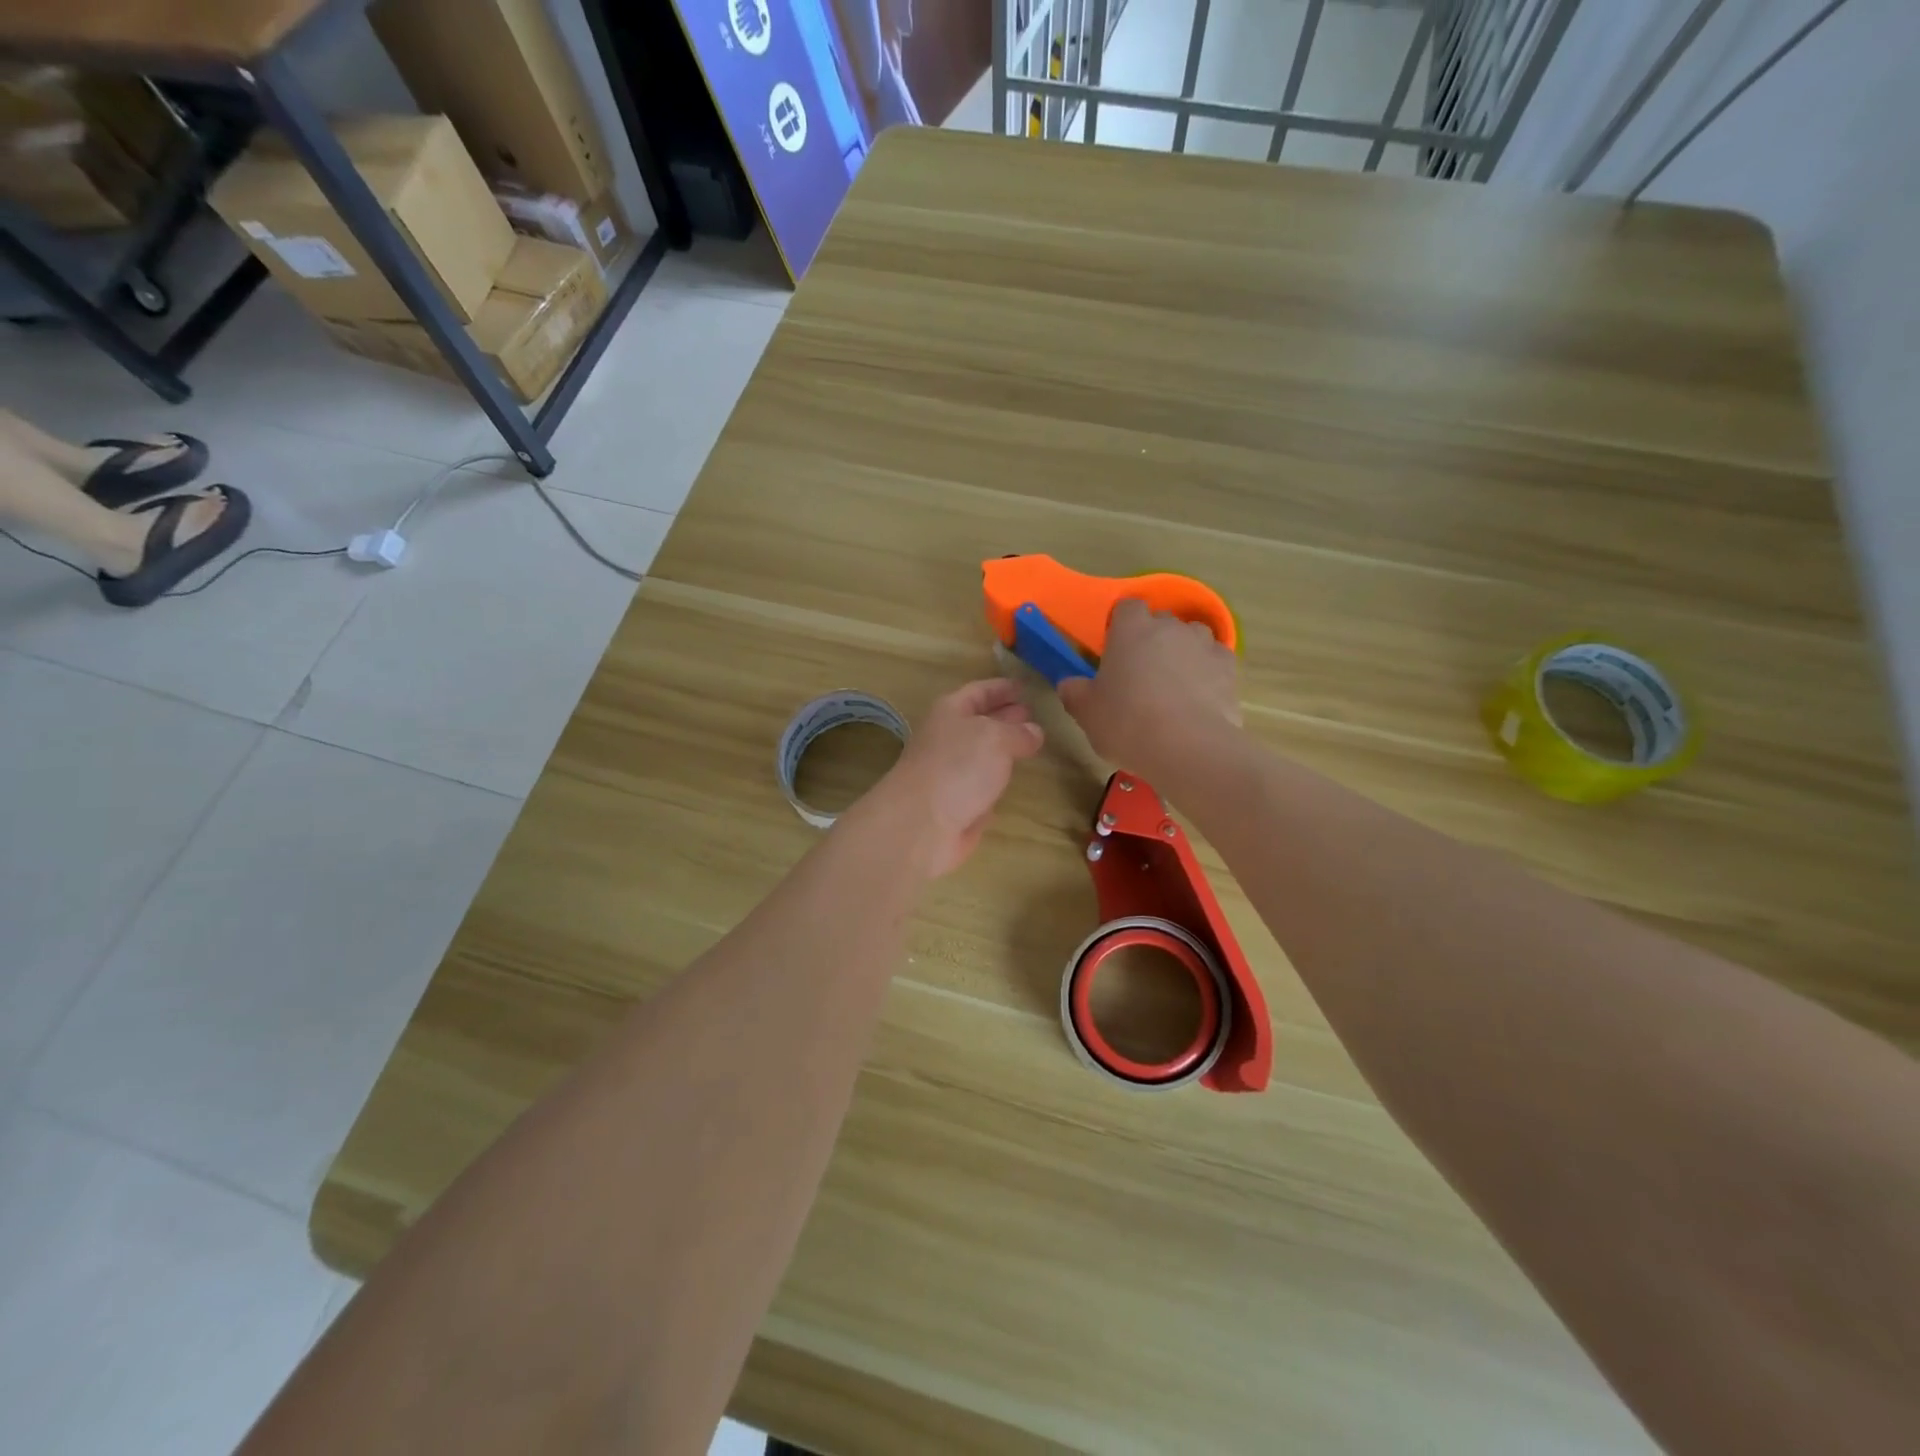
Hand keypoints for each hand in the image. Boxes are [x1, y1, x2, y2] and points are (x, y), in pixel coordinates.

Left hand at [866, 679, 1044, 877]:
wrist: (921, 825)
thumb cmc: (957, 767)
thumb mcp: (995, 738)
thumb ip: (1018, 732)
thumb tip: (1034, 732)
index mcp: (950, 711)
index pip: (979, 691)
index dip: (1001, 687)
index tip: (1025, 686)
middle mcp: (948, 738)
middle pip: (980, 721)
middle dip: (1006, 716)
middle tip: (1033, 714)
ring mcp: (951, 772)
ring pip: (982, 754)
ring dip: (1004, 749)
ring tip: (1032, 745)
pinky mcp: (957, 803)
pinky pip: (982, 783)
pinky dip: (997, 779)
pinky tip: (1014, 779)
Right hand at [1057, 600, 1241, 779]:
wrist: (1188, 748)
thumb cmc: (1127, 723)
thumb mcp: (1087, 712)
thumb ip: (1075, 692)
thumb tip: (1069, 684)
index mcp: (1131, 629)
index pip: (1126, 608)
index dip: (1121, 626)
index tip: (1115, 651)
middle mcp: (1170, 627)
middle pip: (1161, 621)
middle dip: (1152, 640)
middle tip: (1140, 673)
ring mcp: (1205, 645)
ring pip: (1192, 638)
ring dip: (1183, 653)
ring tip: (1174, 685)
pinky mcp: (1230, 669)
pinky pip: (1215, 662)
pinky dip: (1208, 673)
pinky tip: (1200, 698)